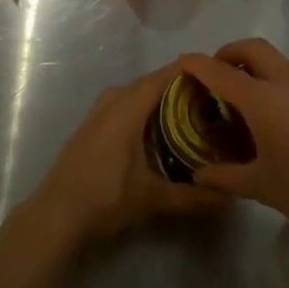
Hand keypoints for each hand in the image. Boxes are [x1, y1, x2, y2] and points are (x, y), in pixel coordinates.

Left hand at [28, 61, 229, 244]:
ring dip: (164, 101)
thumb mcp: (153, 198)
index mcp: (128, 105)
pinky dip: (147, 111)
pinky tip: (163, 132)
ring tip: (196, 116)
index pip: (166, 75)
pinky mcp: (93, 124)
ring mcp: (100, 110)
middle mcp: (113, 99)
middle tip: (217, 102)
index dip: (194, 72)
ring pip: (139, 95)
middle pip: (154, 83)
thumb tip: (232, 197)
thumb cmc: (105, 198)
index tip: (223, 77)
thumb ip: (194, 196)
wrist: (56, 215)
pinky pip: (127, 105)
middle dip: (184, 89)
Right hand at [179, 39, 288, 249]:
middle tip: (217, 74)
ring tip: (248, 105)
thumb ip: (225, 176)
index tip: (182, 61)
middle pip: (253, 48)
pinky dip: (280, 87)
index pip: (220, 72)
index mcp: (263, 100)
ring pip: (279, 63)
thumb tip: (198, 176)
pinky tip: (283, 124)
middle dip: (230, 52)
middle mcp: (288, 83)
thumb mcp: (261, 187)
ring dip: (257, 70)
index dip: (198, 64)